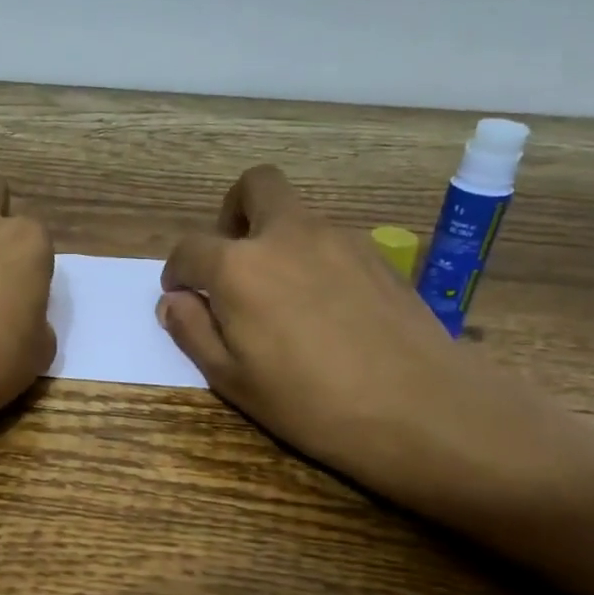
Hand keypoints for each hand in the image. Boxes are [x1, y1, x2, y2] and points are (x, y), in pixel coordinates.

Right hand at [157, 166, 554, 518]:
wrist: (419, 408)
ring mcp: (339, 239)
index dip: (177, 271)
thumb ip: (193, 331)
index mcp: (240, 266)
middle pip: (255, 186)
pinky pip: (330, 240)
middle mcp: (287, 235)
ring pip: (296, 215)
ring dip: (275, 239)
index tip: (182, 295)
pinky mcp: (377, 255)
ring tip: (281, 298)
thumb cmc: (310, 402)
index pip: (190, 248)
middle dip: (232, 212)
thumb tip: (174, 301)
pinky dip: (312, 258)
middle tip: (232, 261)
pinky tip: (324, 309)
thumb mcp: (232, 379)